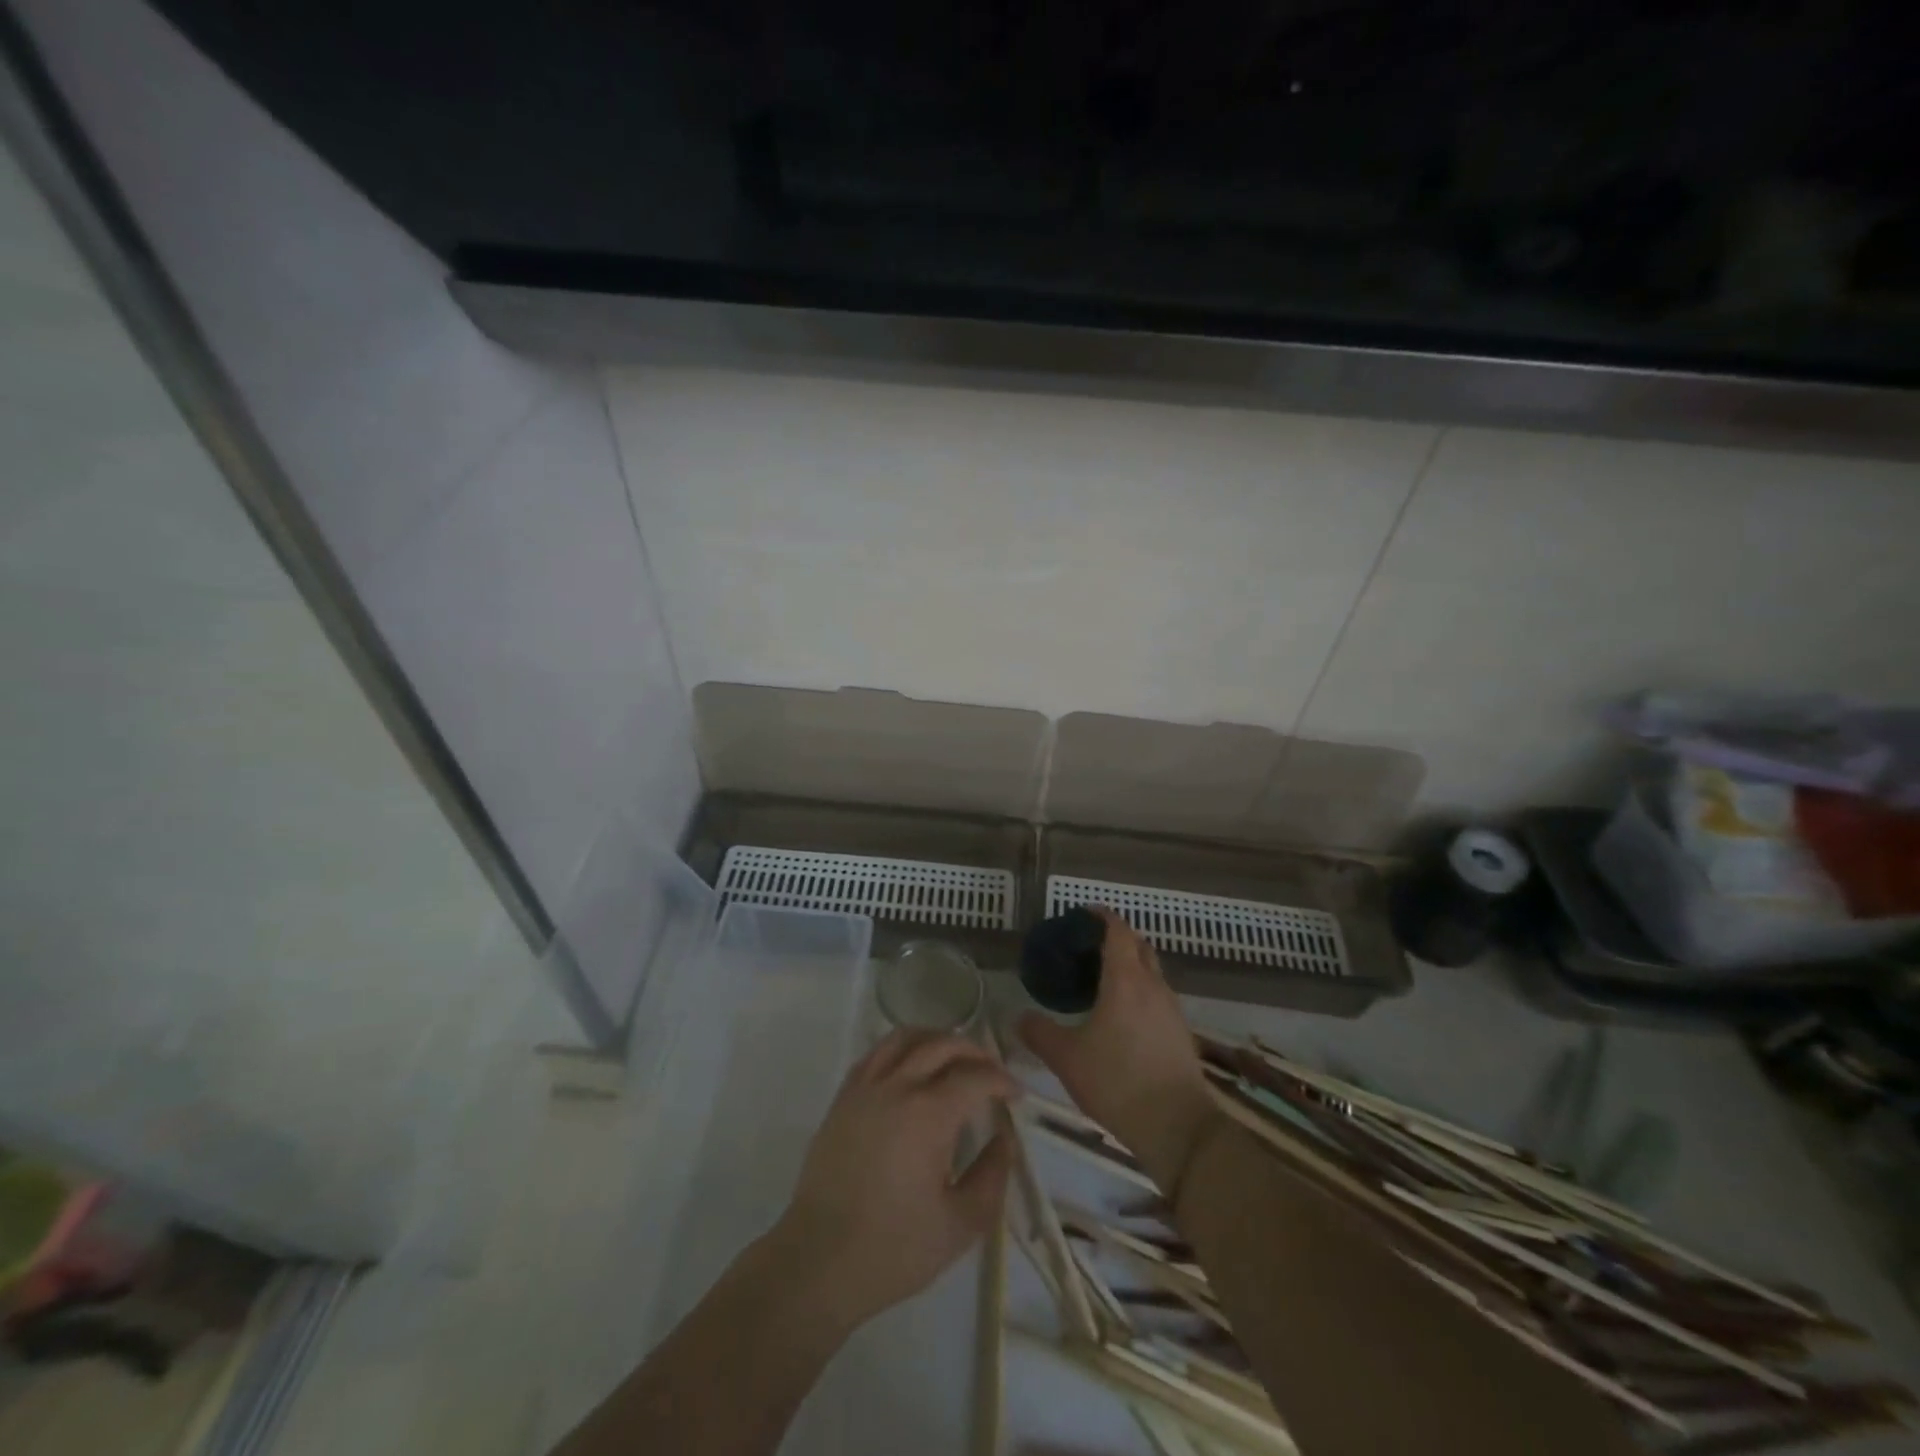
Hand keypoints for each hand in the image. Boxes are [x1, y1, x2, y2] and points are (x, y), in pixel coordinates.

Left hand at [770, 1030, 1016, 1331]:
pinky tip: (911, 1069)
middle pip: (942, 1044)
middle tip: (991, 1073)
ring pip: (905, 1038)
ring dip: (936, 1040)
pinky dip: (902, 1048)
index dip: (1001, 1080)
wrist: (818, 1262)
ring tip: (954, 1060)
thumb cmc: (893, 1249)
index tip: (1016, 1095)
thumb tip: (1004, 1140)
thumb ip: (992, 1177)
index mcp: (928, 1114)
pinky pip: (876, 1054)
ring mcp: (865, 1088)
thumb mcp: (960, 1225)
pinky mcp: (843, 1098)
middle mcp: (896, 1086)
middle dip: (975, 1052)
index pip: (975, 1076)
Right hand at [1020, 907, 1217, 1193]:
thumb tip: (1019, 1017)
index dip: (1101, 916)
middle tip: (1088, 947)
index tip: (1083, 914)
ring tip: (1102, 981)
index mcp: (1126, 980)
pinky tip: (1122, 1016)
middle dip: (1117, 938)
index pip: (1117, 931)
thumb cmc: (1117, 1082)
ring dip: (1131, 966)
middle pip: (1139, 945)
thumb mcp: (1066, 1058)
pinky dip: (1140, 991)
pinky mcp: (1181, 1032)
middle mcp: (1153, 986)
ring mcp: (1172, 1009)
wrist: (1178, 1127)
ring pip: (1152, 972)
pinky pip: (1158, 996)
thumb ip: (1040, 1033)